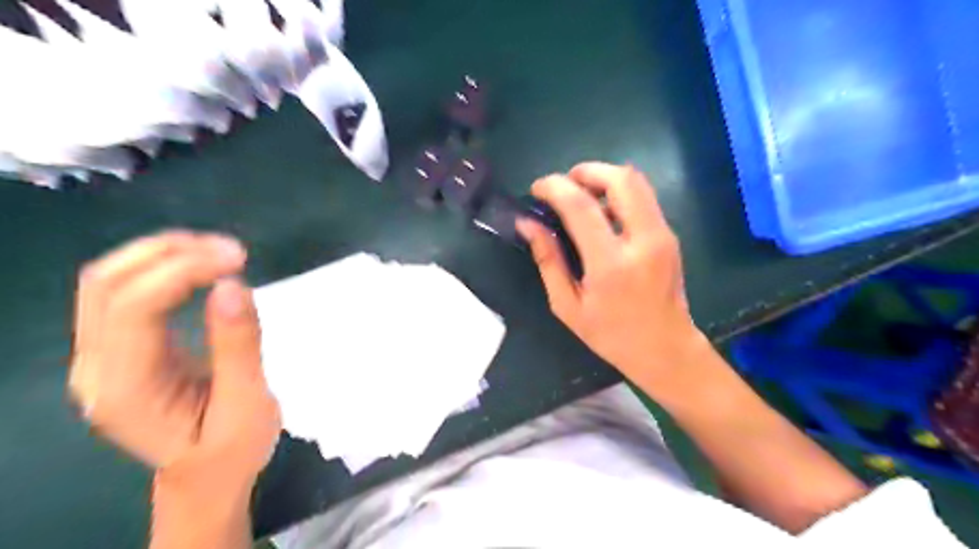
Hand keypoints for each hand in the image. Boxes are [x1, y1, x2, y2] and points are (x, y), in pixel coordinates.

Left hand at [69, 232, 279, 488]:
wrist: (206, 475)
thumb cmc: (232, 448)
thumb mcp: (247, 403)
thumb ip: (238, 346)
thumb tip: (233, 285)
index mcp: (126, 390)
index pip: (133, 307)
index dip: (183, 271)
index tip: (239, 260)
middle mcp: (95, 369)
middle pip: (106, 283)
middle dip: (169, 252)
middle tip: (232, 250)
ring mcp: (99, 357)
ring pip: (108, 280)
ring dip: (162, 254)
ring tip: (218, 251)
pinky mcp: (116, 348)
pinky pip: (123, 291)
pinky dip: (161, 267)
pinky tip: (198, 266)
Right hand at [516, 160, 707, 387]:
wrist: (666, 349)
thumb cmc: (611, 335)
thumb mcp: (568, 306)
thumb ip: (548, 260)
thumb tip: (527, 224)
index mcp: (611, 264)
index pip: (581, 206)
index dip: (554, 187)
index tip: (537, 188)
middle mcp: (643, 240)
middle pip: (620, 178)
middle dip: (587, 170)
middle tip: (564, 185)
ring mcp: (662, 234)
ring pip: (637, 181)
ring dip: (604, 178)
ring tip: (581, 196)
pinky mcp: (670, 235)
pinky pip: (644, 197)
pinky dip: (618, 193)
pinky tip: (602, 215)